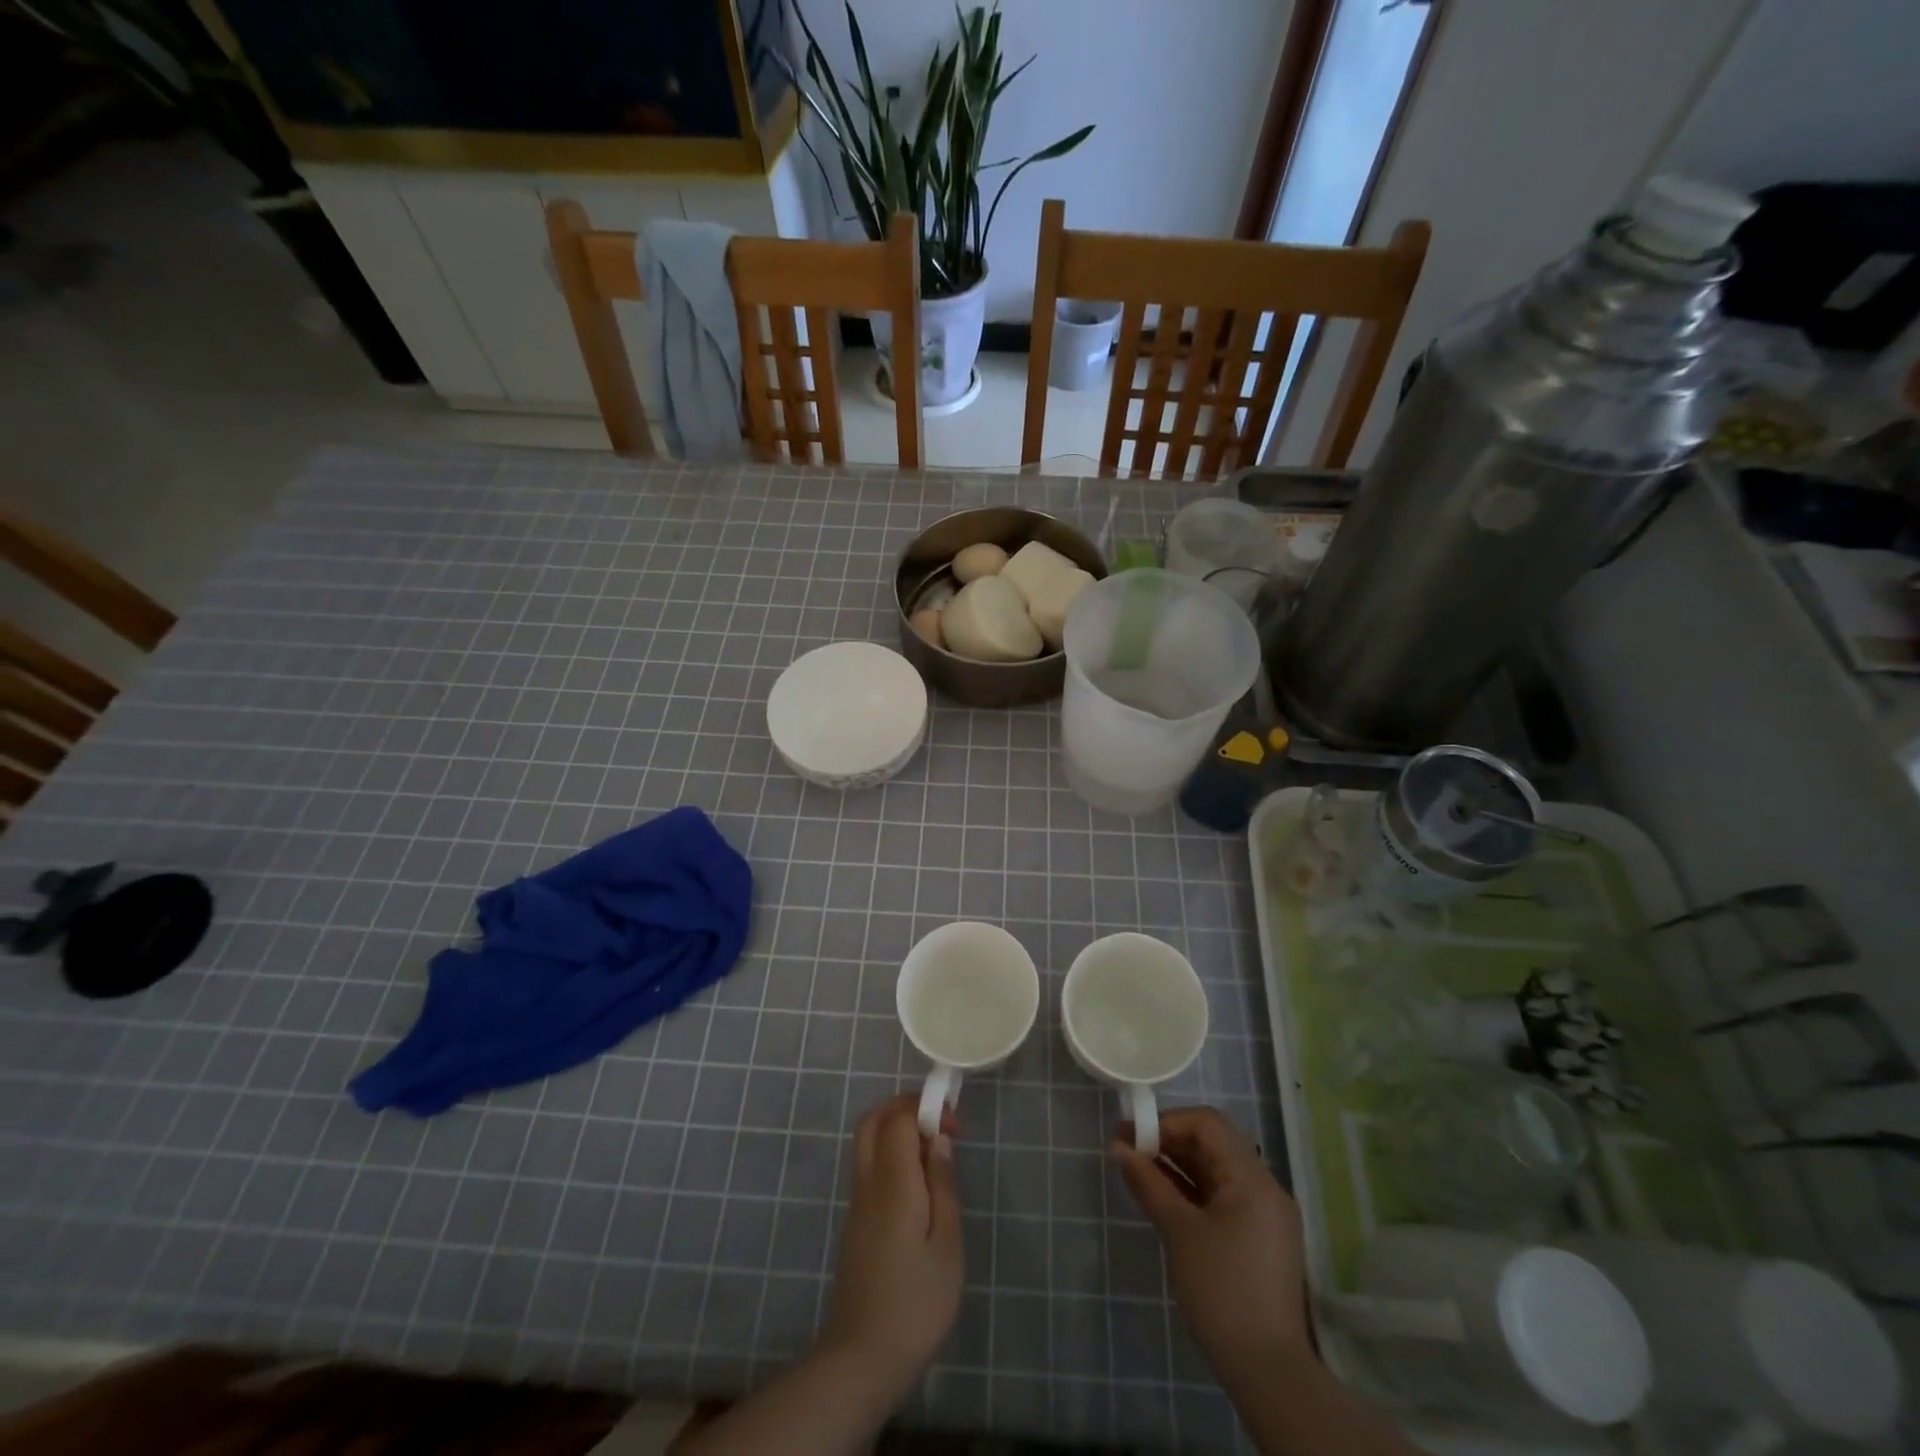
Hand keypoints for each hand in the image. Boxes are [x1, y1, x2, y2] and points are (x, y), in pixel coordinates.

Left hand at [824, 1094, 962, 1400]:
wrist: (862, 1359)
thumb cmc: (916, 1304)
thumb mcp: (947, 1245)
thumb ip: (943, 1185)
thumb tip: (939, 1140)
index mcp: (892, 1183)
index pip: (898, 1118)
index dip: (926, 1108)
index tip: (955, 1127)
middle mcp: (868, 1183)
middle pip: (873, 1120)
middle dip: (905, 1107)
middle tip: (939, 1123)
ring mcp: (857, 1202)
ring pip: (867, 1141)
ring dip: (896, 1128)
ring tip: (933, 1152)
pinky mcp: (855, 1221)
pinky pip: (868, 1166)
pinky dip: (890, 1153)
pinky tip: (917, 1183)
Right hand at [1114, 1106, 1310, 1383]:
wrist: (1268, 1372)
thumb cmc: (1220, 1291)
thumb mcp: (1178, 1231)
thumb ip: (1148, 1182)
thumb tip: (1119, 1147)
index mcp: (1252, 1178)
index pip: (1207, 1124)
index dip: (1166, 1123)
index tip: (1131, 1136)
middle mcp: (1265, 1186)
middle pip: (1213, 1143)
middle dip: (1169, 1141)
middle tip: (1129, 1150)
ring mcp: (1266, 1213)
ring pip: (1217, 1169)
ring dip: (1179, 1165)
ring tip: (1139, 1171)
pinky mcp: (1260, 1237)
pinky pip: (1224, 1195)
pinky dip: (1193, 1189)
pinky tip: (1164, 1197)